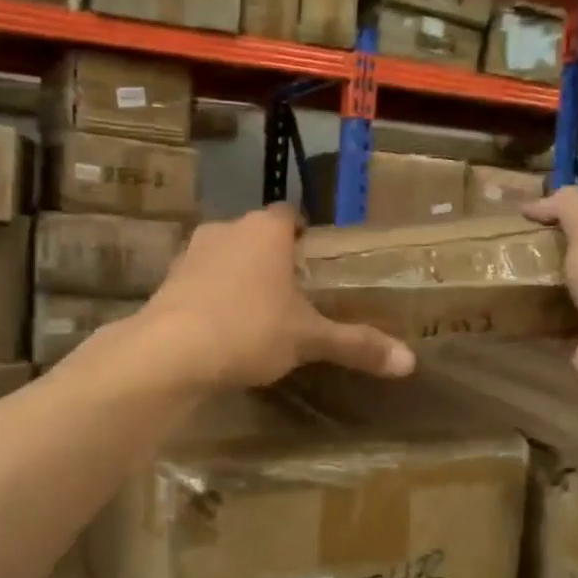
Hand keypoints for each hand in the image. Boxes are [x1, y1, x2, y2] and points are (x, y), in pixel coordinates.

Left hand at [139, 205, 415, 388]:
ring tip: (258, 312)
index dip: (304, 234)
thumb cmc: (250, 330)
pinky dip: (212, 296)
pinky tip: (222, 328)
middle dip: (272, 258)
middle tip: (293, 293)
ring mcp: (191, 253)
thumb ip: (357, 345)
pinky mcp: (167, 281)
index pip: (289, 215)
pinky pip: (200, 281)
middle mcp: (227, 229)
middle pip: (256, 235)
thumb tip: (410, 363)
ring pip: (225, 256)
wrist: (170, 353)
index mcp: (266, 230)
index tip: (315, 261)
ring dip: (239, 276)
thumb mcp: (309, 339)